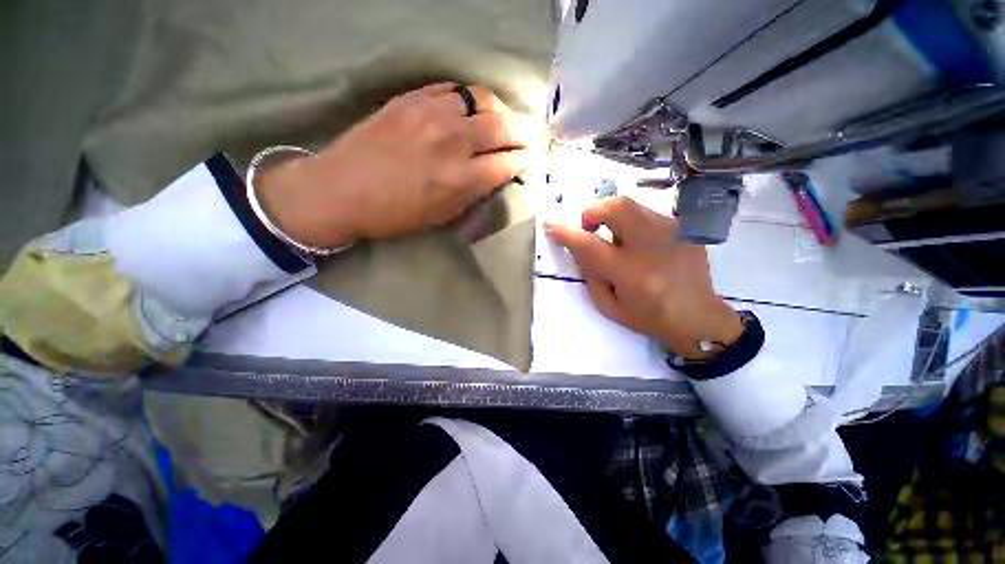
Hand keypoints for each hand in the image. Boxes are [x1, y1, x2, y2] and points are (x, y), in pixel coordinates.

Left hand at [257, 83, 533, 247]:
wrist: (341, 189)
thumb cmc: (394, 214)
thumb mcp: (441, 215)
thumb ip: (472, 194)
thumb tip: (493, 176)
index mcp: (461, 178)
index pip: (507, 162)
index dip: (523, 160)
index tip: (528, 159)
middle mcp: (453, 141)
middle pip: (502, 126)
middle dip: (519, 133)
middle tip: (522, 138)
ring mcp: (432, 114)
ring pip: (481, 99)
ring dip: (497, 111)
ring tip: (499, 119)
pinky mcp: (412, 98)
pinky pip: (452, 88)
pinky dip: (468, 98)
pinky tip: (468, 108)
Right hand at [545, 196, 743, 358]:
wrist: (699, 319)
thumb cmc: (648, 317)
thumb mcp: (608, 305)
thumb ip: (590, 274)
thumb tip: (578, 246)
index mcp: (630, 273)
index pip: (589, 244)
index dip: (566, 233)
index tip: (552, 226)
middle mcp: (652, 247)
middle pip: (616, 207)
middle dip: (593, 212)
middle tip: (590, 229)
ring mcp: (673, 233)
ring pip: (632, 205)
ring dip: (613, 218)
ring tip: (615, 240)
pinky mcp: (685, 229)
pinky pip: (648, 215)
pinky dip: (633, 224)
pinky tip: (639, 244)